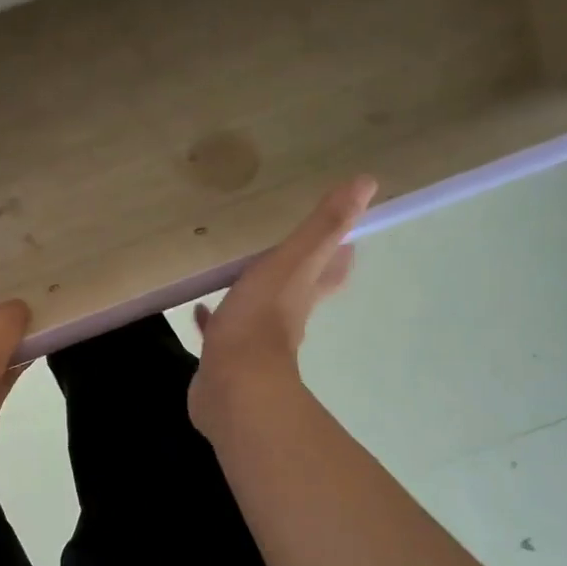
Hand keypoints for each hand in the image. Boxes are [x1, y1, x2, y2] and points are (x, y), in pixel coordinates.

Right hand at [188, 177, 376, 435]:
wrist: (233, 384)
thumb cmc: (261, 319)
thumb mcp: (292, 263)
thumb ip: (323, 225)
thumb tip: (367, 181)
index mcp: (301, 293)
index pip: (329, 271)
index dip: (339, 254)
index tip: (345, 240)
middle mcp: (283, 318)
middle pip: (296, 292)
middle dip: (296, 275)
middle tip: (287, 253)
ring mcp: (252, 341)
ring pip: (257, 313)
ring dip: (252, 297)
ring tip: (239, 277)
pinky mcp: (223, 357)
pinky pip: (220, 332)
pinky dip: (213, 321)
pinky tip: (198, 310)